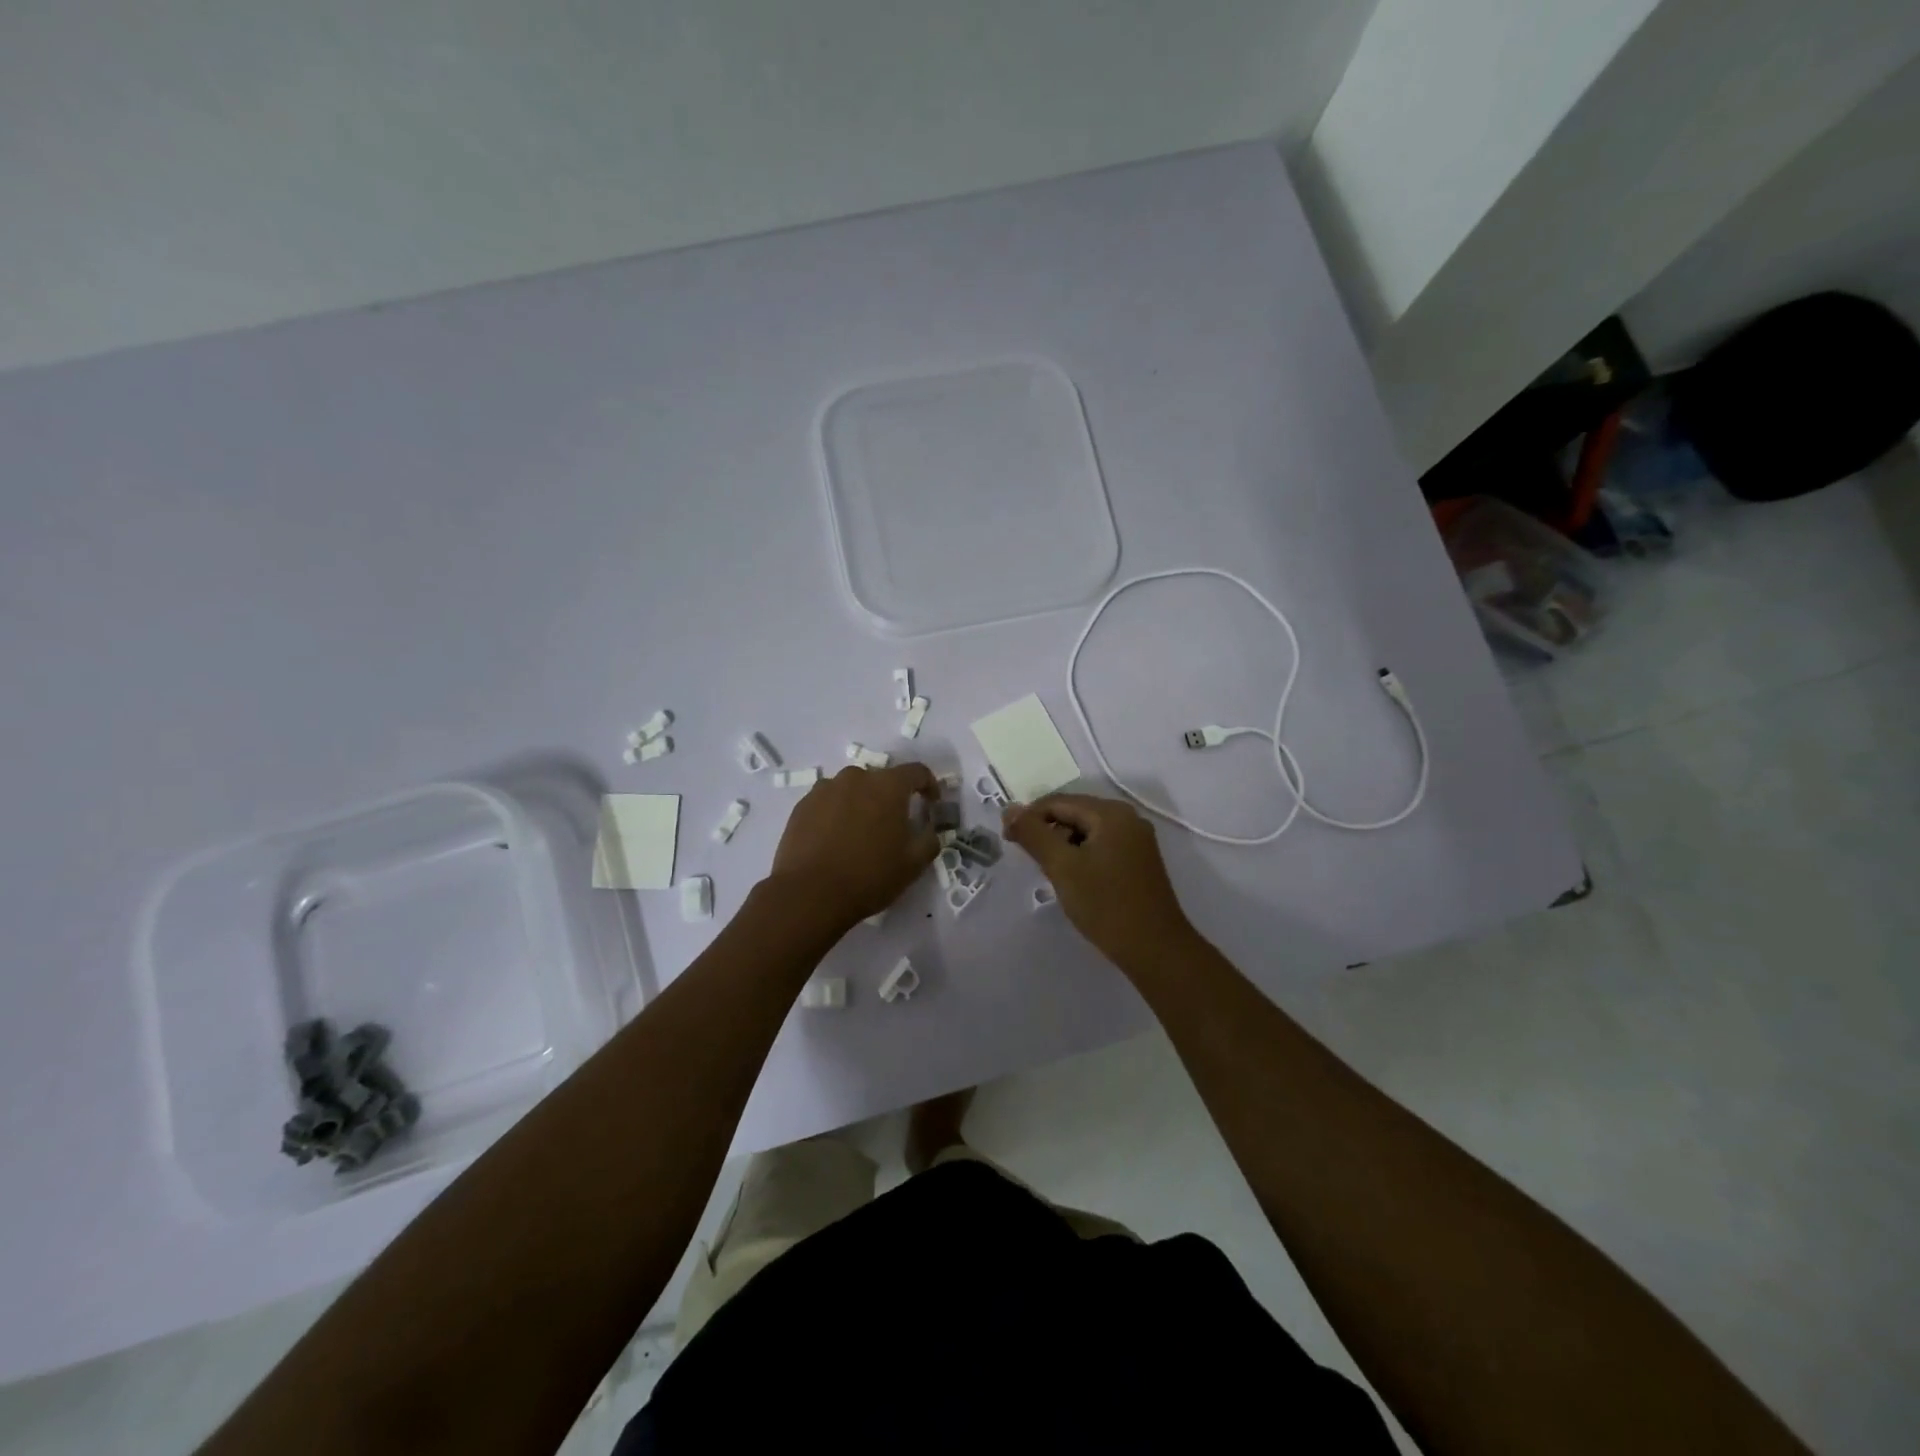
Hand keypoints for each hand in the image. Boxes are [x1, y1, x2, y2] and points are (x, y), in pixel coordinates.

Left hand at [768, 764, 940, 929]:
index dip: (929, 785)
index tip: (931, 804)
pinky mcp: (802, 805)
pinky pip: (828, 801)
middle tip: (893, 825)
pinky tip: (835, 839)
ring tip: (860, 832)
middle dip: (891, 797)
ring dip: (862, 803)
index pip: (917, 772)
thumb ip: (929, 839)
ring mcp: (825, 789)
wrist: (810, 894)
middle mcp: (856, 777)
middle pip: (881, 779)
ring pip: (852, 789)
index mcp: (887, 786)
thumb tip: (929, 828)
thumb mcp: (913, 864)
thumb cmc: (869, 876)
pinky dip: (837, 813)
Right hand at [1002, 793, 1195, 965]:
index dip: (1029, 817)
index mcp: (1111, 813)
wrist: (1155, 949)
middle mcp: (1127, 818)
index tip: (1008, 840)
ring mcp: (1136, 840)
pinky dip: (1080, 855)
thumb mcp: (1062, 867)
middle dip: (1046, 831)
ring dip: (1062, 844)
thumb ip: (1034, 834)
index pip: (1058, 802)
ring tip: (1048, 870)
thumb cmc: (1105, 905)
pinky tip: (1072, 878)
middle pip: (1074, 812)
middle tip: (1026, 857)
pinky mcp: (1139, 861)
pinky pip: (1100, 846)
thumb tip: (1009, 809)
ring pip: (1087, 831)